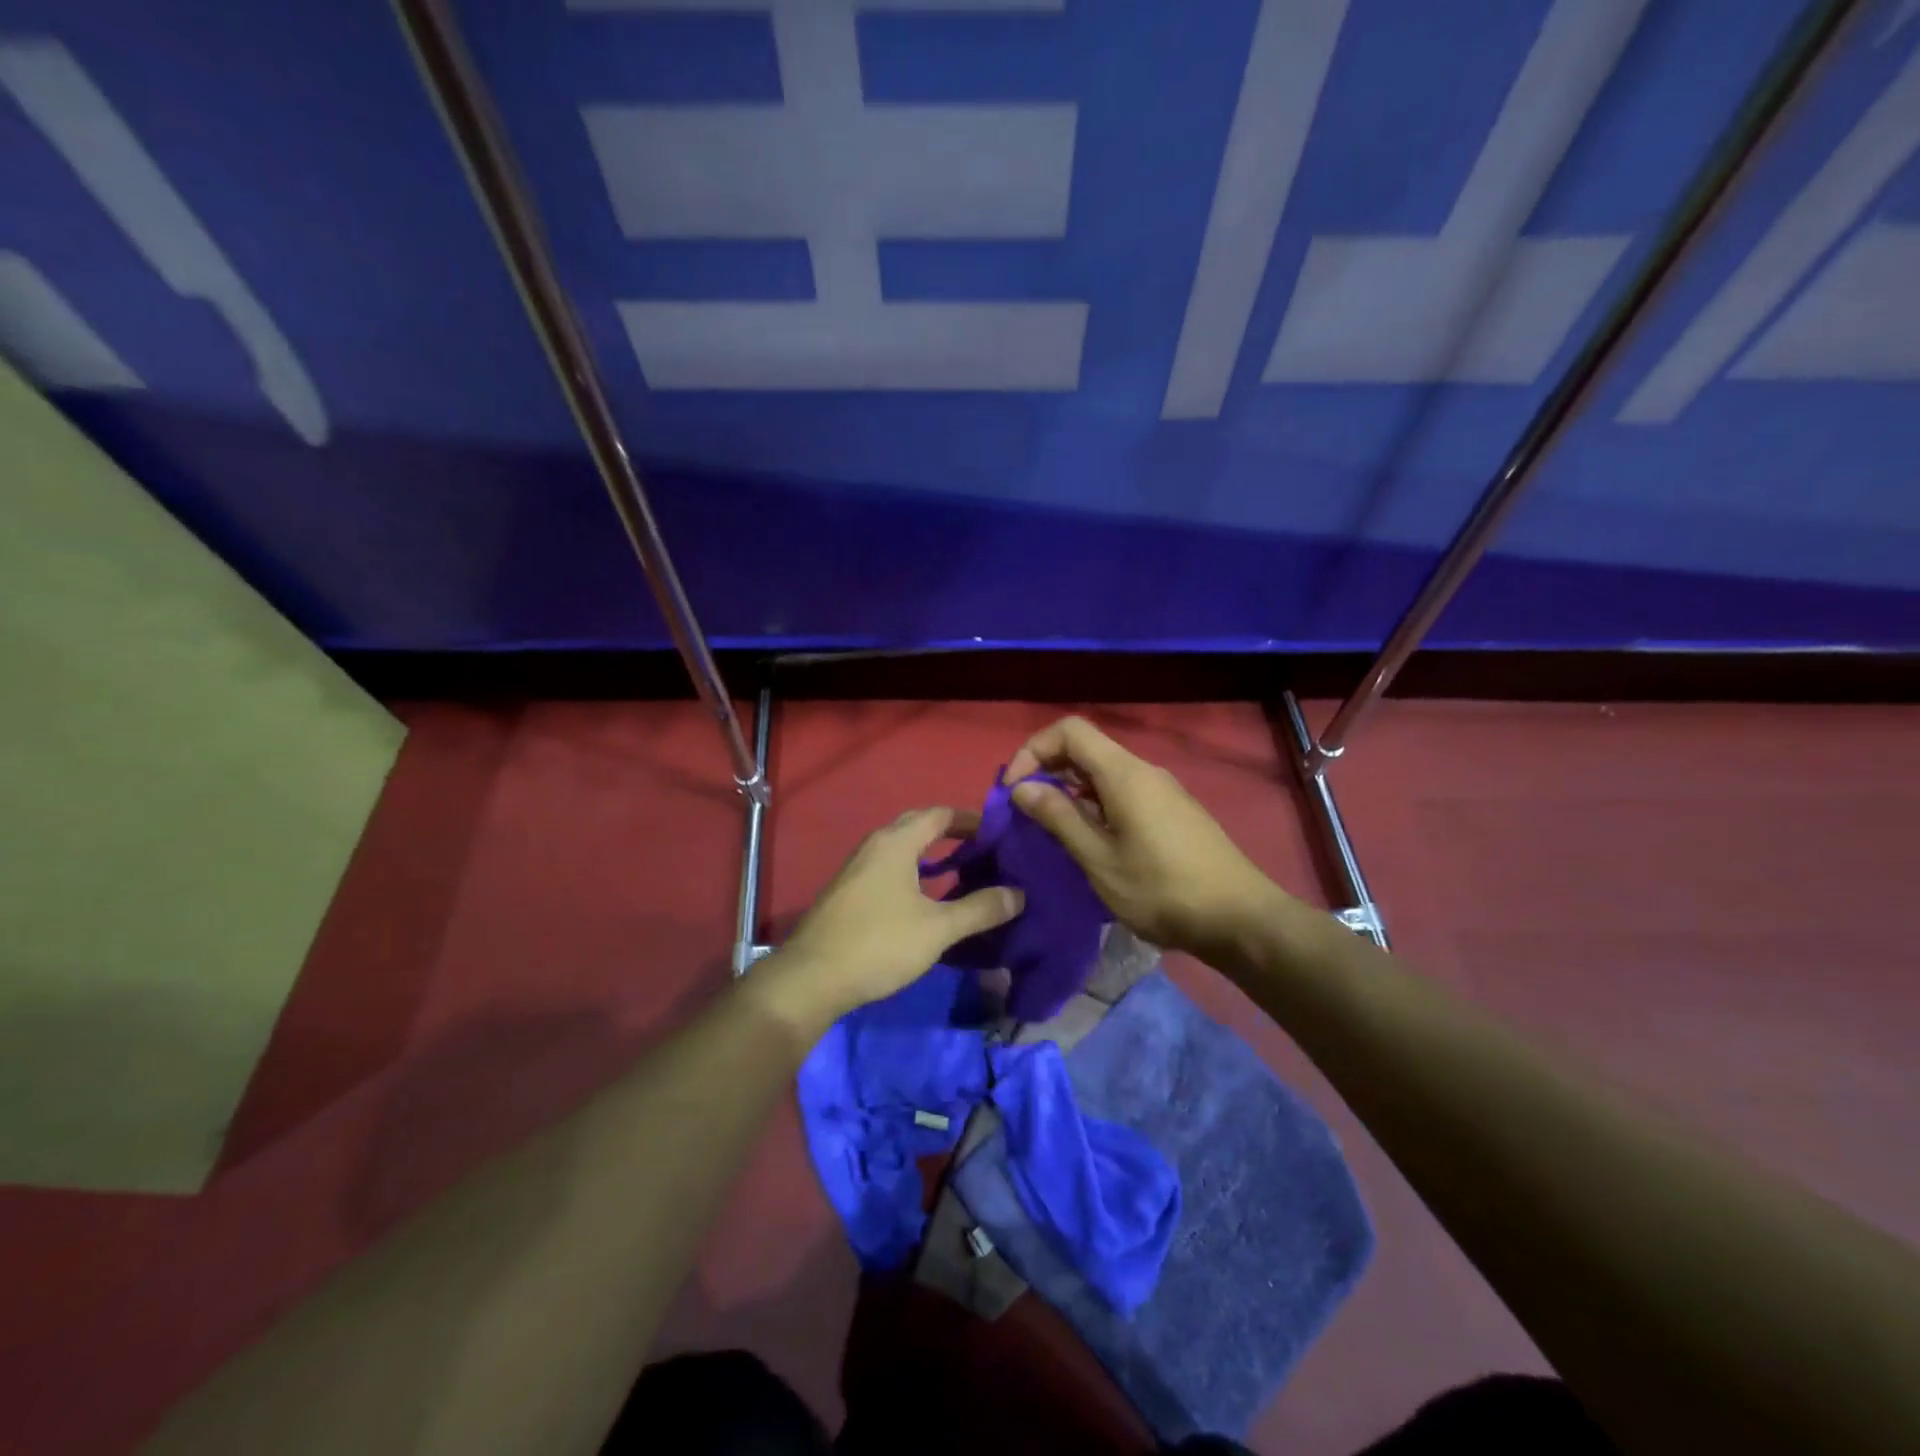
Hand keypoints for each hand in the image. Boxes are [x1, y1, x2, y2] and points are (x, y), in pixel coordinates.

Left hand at [757, 807, 1024, 1033]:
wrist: (811, 978)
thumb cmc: (879, 943)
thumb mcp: (938, 928)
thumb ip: (980, 909)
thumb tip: (1019, 894)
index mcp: (896, 842)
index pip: (939, 814)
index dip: (970, 819)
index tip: (999, 832)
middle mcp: (874, 845)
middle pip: (918, 826)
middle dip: (951, 833)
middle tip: (984, 850)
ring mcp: (857, 868)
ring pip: (901, 849)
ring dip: (931, 854)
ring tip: (963, 872)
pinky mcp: (848, 892)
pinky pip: (889, 868)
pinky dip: (913, 872)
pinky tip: (926, 899)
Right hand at [1004, 717, 1299, 968]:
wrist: (1240, 918)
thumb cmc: (1162, 890)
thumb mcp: (1099, 859)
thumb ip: (1058, 818)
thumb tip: (1021, 788)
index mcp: (1124, 774)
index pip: (1069, 731)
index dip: (1033, 750)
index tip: (1014, 789)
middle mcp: (1144, 771)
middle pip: (1086, 748)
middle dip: (1047, 770)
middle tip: (1025, 810)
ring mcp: (1162, 790)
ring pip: (1104, 773)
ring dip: (1070, 790)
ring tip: (1052, 829)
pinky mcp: (1172, 811)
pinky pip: (1122, 792)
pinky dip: (1094, 803)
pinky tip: (1090, 840)